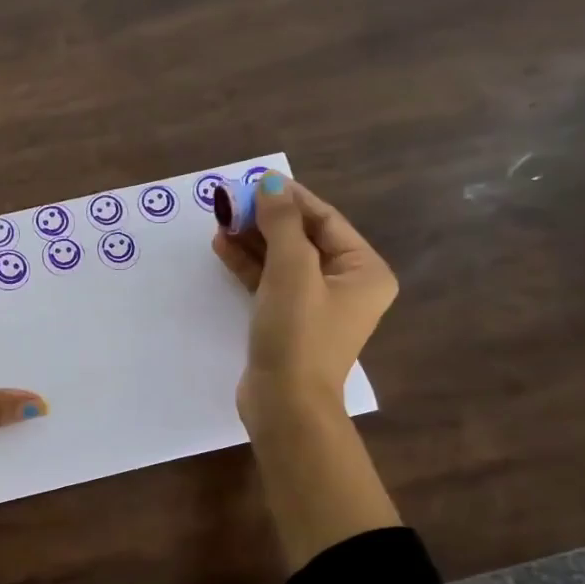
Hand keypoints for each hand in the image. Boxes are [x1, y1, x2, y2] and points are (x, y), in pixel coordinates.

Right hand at [213, 172, 400, 562]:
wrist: (285, 403)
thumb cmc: (298, 333)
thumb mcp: (291, 271)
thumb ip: (281, 224)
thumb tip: (270, 183)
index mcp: (363, 270)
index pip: (325, 220)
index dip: (290, 198)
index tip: (255, 180)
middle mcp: (345, 285)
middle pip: (302, 238)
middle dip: (266, 219)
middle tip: (231, 200)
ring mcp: (316, 305)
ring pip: (282, 260)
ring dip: (253, 240)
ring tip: (220, 219)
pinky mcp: (288, 321)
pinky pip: (270, 283)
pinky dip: (249, 266)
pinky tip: (223, 246)